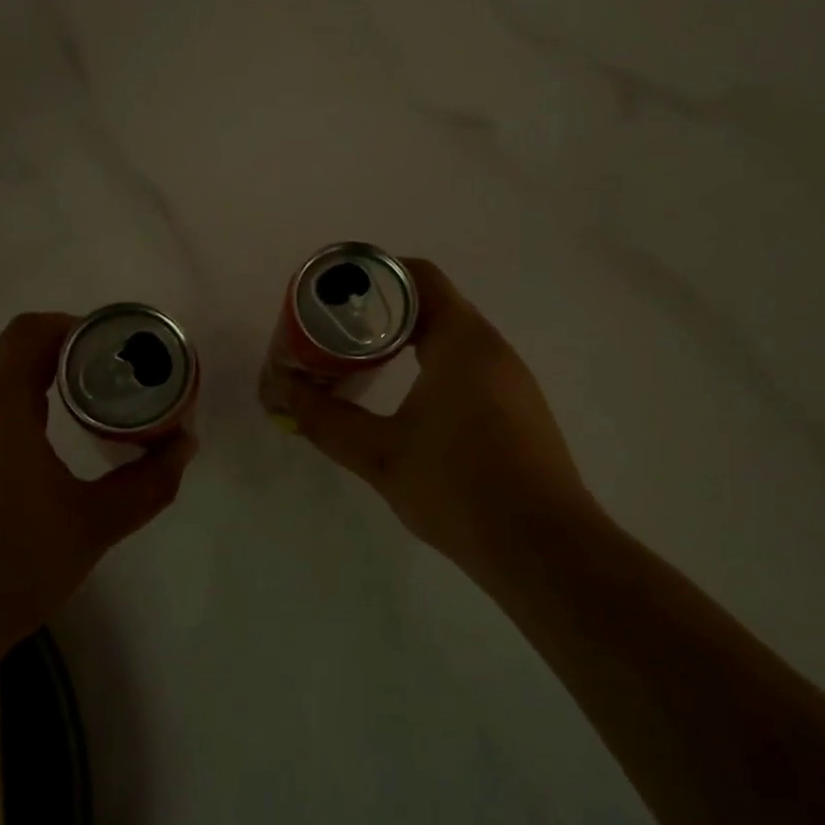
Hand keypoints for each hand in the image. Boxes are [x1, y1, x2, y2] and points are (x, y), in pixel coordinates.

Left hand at [0, 312, 195, 650]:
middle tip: (78, 381)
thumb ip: (148, 482)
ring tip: (36, 412)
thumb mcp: (94, 525)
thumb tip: (184, 445)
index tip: (100, 348)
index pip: (30, 331)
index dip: (69, 328)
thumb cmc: (10, 567)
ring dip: (0, 378)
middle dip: (39, 353)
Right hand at [267, 259, 604, 585]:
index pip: (419, 277)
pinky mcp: (519, 411)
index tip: (336, 296)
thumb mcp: (380, 454)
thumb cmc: (458, 487)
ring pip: (453, 339)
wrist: (542, 548)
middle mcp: (493, 349)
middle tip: (337, 335)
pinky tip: (410, 405)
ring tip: (363, 366)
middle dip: (382, 314)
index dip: (375, 276)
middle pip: (434, 305)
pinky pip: (470, 369)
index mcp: (462, 341)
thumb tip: (282, 390)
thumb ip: (326, 420)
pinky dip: (433, 369)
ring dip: (408, 343)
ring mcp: (512, 380)